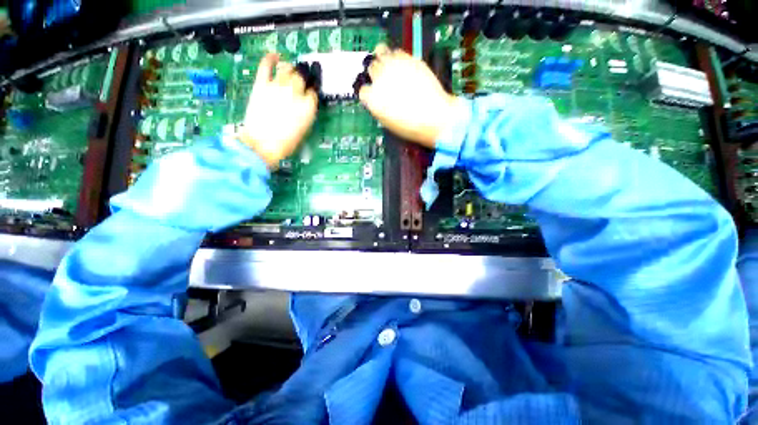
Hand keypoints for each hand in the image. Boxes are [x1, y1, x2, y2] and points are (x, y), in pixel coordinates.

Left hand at [238, 54, 317, 167]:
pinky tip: (275, 56)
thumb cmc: (286, 142)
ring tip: (290, 70)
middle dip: (302, 79)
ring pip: (287, 69)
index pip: (313, 92)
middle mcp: (295, 93)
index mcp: (308, 107)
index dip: (312, 92)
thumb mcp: (303, 130)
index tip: (310, 93)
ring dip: (290, 69)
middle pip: (301, 78)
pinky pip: (266, 65)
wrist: (262, 144)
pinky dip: (270, 58)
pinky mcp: (262, 84)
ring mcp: (278, 86)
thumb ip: (306, 113)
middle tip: (300, 81)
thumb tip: (305, 104)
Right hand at [358, 44, 465, 148]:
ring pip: (379, 51)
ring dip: (381, 56)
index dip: (369, 92)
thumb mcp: (387, 122)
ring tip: (388, 63)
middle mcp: (379, 79)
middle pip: (370, 68)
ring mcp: (394, 66)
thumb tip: (376, 98)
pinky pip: (396, 51)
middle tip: (383, 77)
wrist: (434, 117)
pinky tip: (402, 64)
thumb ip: (378, 107)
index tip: (373, 93)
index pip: (362, 90)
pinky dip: (396, 56)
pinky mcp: (408, 58)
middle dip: (375, 73)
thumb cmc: (411, 127)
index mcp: (373, 99)